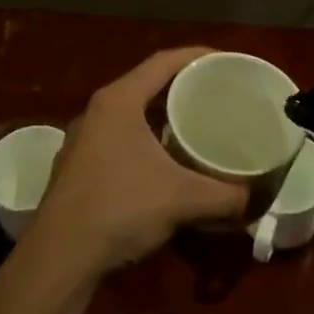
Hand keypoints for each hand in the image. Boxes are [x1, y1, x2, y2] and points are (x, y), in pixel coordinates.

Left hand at [24, 48, 249, 277]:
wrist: (58, 258)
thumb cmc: (119, 209)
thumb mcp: (181, 198)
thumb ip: (225, 195)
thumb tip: (255, 198)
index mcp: (118, 101)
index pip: (163, 61)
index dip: (197, 55)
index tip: (226, 59)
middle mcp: (97, 111)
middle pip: (146, 84)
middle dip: (183, 85)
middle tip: (217, 92)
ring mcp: (83, 139)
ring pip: (131, 112)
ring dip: (163, 114)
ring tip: (196, 122)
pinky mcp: (78, 166)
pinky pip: (120, 136)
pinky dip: (146, 137)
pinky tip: (165, 160)